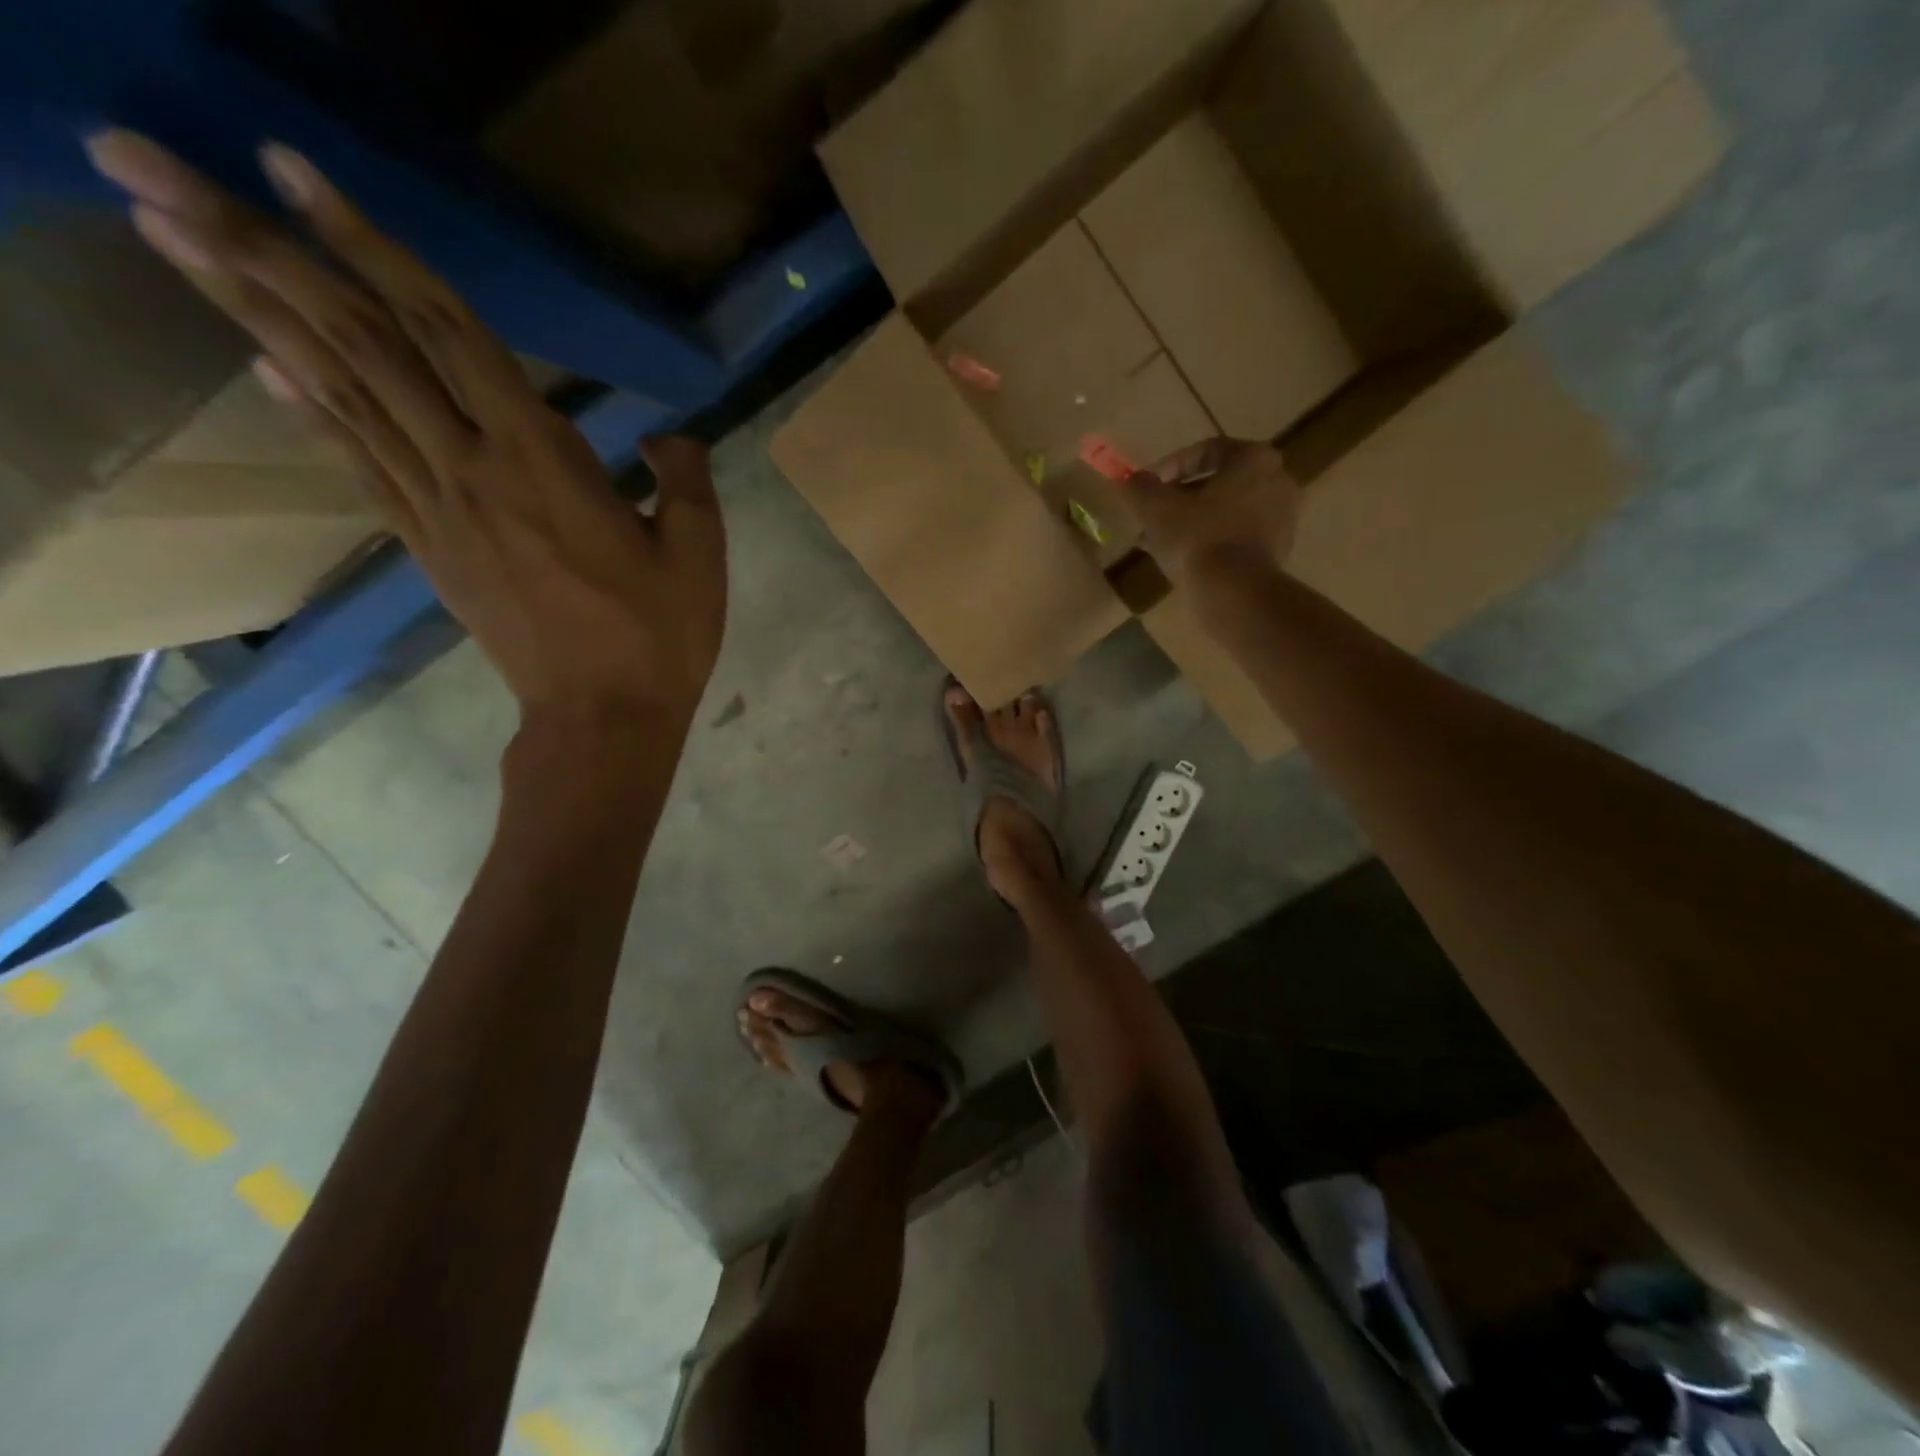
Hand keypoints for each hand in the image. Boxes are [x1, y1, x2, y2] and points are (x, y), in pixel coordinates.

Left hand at [85, 131, 726, 731]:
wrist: (602, 718)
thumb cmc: (659, 637)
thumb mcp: (699, 554)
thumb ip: (684, 480)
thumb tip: (666, 435)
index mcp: (544, 461)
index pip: (450, 334)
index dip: (375, 247)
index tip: (293, 168)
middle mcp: (471, 470)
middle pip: (363, 347)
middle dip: (259, 250)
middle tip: (142, 161)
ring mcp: (439, 511)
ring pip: (342, 395)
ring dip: (253, 310)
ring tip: (166, 230)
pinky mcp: (430, 548)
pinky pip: (362, 466)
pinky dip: (309, 408)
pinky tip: (267, 363)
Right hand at [1121, 437, 1299, 583]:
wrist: (1234, 592)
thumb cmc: (1196, 538)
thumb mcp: (1155, 508)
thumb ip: (1140, 487)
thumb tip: (1131, 479)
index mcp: (1254, 458)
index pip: (1206, 451)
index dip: (1170, 467)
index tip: (1148, 487)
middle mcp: (1277, 480)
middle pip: (1218, 484)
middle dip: (1181, 499)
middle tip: (1153, 516)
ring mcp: (1283, 518)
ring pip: (1226, 512)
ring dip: (1193, 523)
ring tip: (1161, 542)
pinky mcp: (1278, 550)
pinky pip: (1237, 536)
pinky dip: (1212, 542)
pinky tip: (1184, 560)